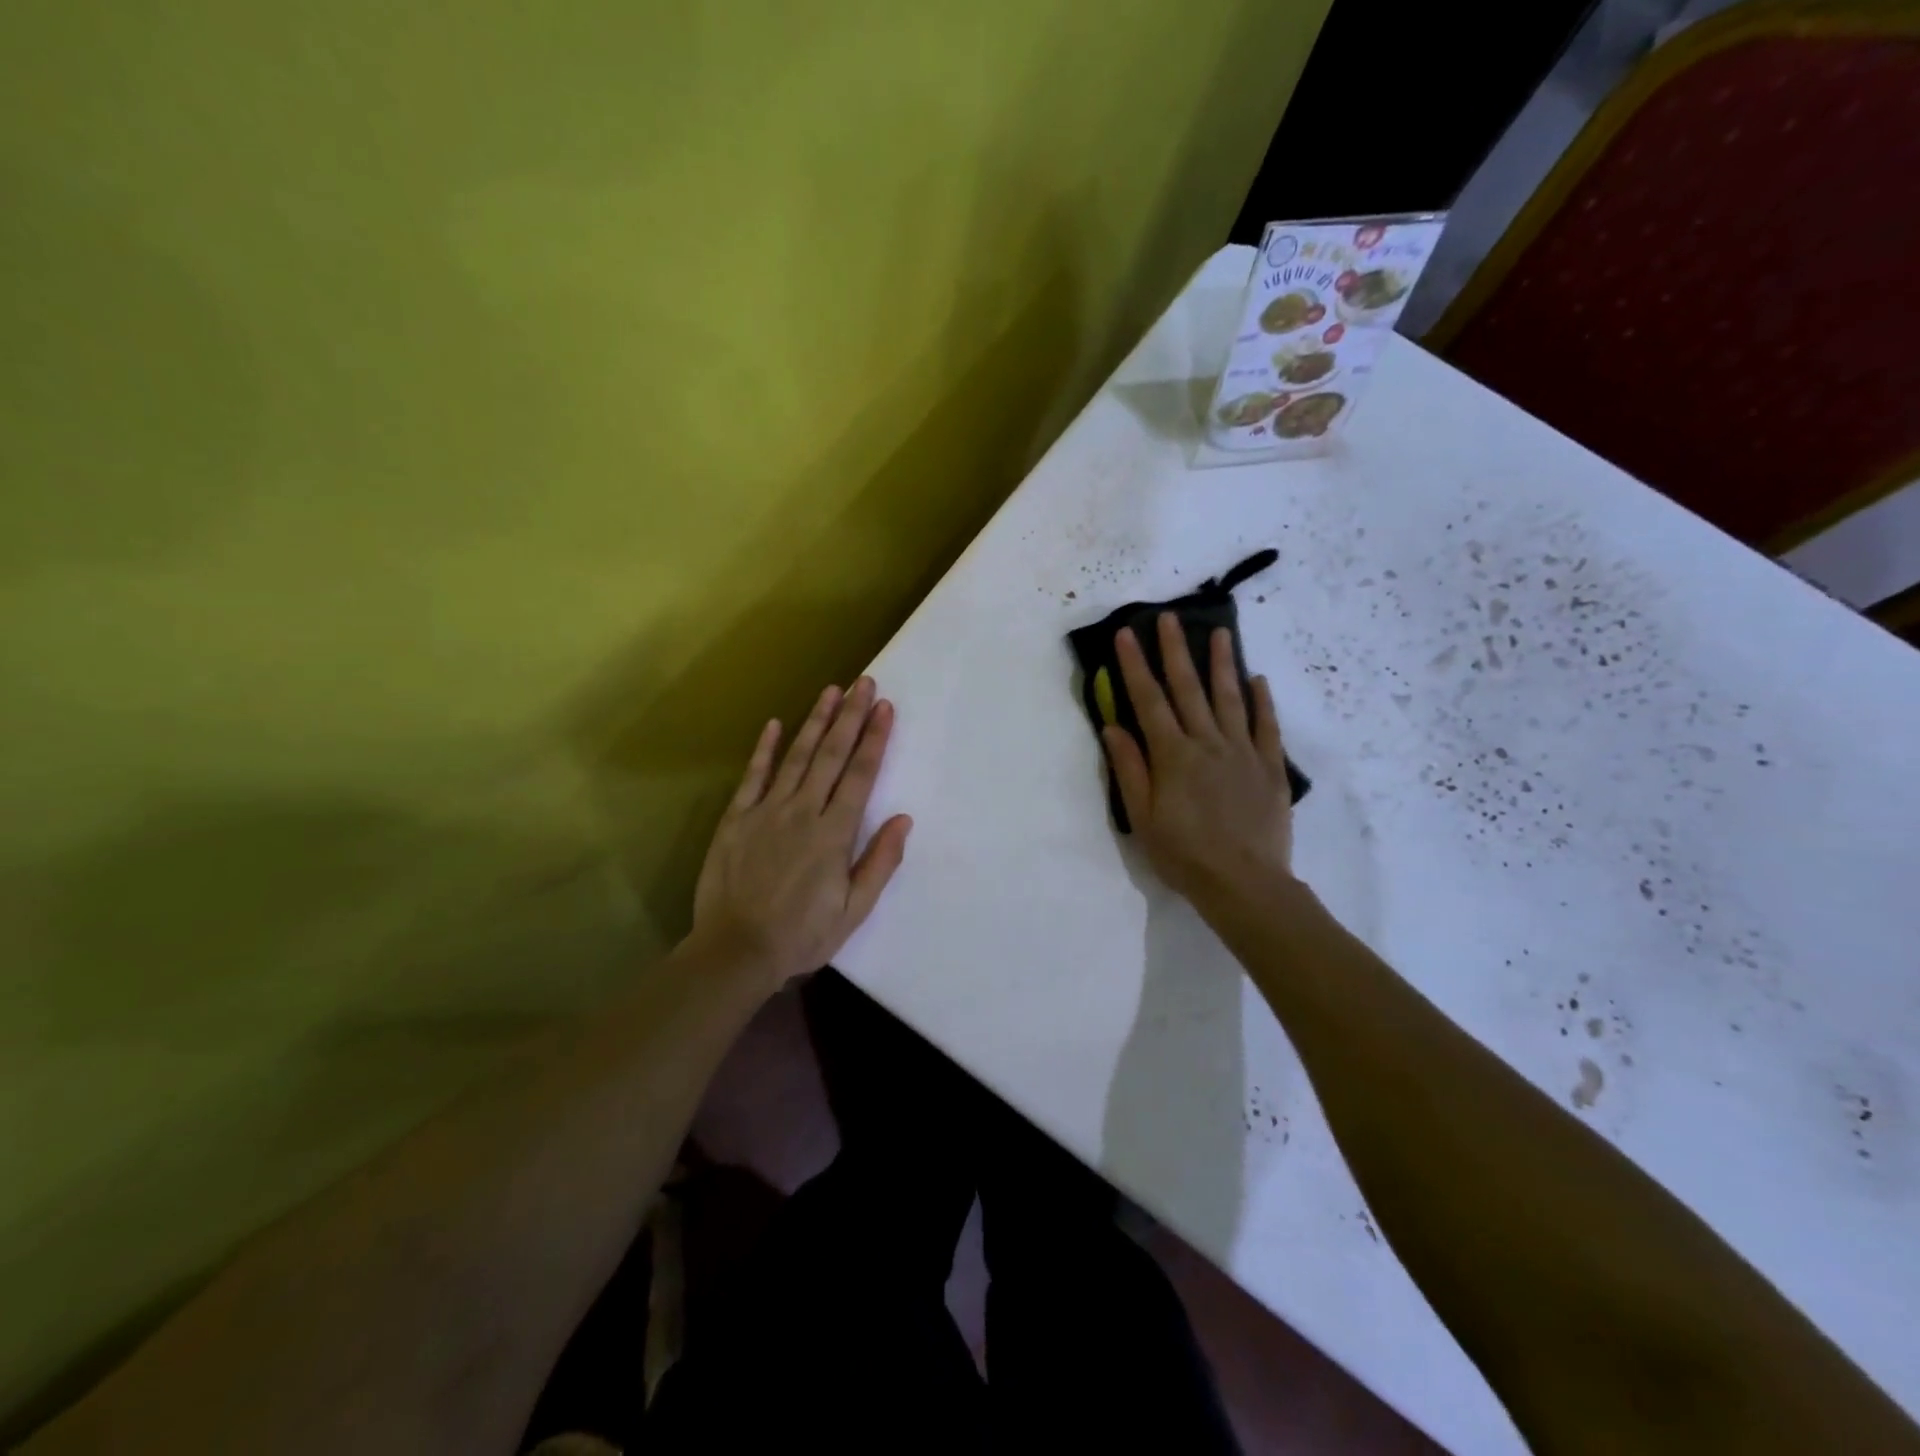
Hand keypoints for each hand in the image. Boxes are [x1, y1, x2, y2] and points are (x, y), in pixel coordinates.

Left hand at [690, 678, 912, 988]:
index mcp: (834, 834)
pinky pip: (753, 776)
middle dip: (850, 716)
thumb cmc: (802, 935)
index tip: (885, 707)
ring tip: (830, 691)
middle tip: (863, 683)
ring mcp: (766, 811)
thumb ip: (880, 862)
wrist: (736, 951)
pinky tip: (776, 723)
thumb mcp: (854, 909)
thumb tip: (903, 819)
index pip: (860, 775)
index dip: (874, 739)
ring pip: (797, 757)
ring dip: (815, 721)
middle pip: (831, 755)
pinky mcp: (736, 818)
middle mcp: (803, 811)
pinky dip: (765, 749)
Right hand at [1103, 614, 1295, 906]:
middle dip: (1174, 650)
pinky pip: (1267, 726)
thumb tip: (1113, 726)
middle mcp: (1207, 742)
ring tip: (1219, 632)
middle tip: (1168, 617)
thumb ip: (1129, 768)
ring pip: (1230, 698)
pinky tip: (1258, 680)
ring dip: (1222, 663)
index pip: (1148, 700)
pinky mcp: (1270, 767)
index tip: (1126, 634)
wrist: (1244, 883)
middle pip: (1188, 688)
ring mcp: (1243, 752)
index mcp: (1172, 755)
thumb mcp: (1142, 817)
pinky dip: (1262, 702)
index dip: (1135, 665)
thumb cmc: (1183, 854)